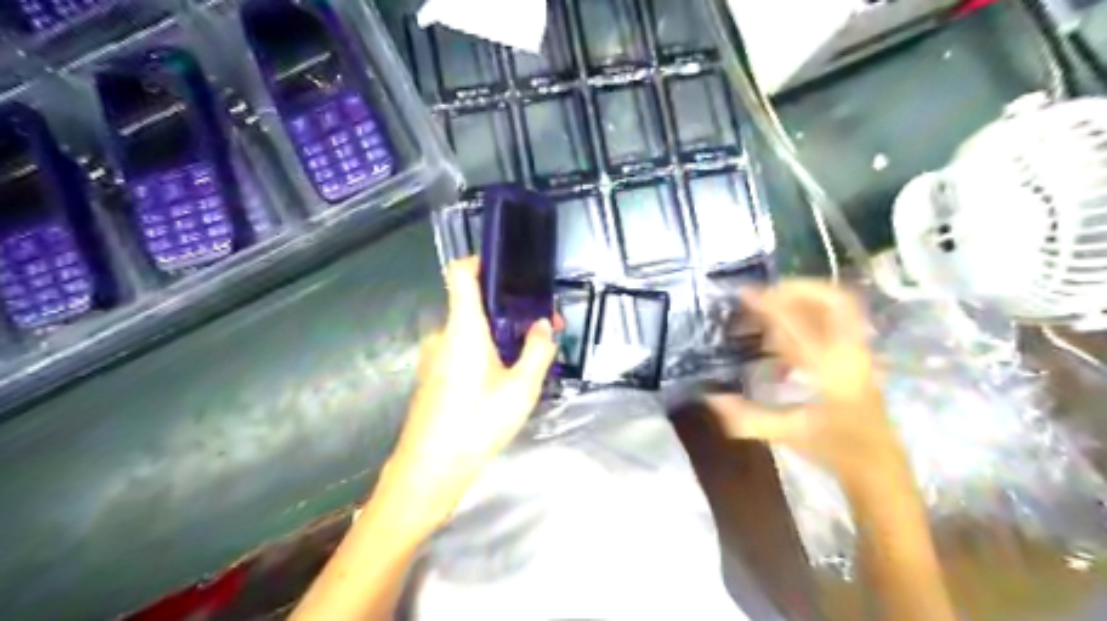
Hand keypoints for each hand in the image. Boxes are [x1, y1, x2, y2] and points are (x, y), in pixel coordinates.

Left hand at [381, 257, 557, 528]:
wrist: (429, 470)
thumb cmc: (475, 424)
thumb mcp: (521, 389)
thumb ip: (537, 351)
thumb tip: (543, 326)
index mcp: (463, 328)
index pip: (461, 274)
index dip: (480, 260)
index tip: (508, 267)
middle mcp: (444, 335)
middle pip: (475, 305)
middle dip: (510, 312)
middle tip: (542, 329)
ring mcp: (435, 357)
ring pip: (472, 332)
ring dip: (501, 337)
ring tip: (530, 358)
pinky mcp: (434, 377)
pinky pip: (463, 351)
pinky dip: (486, 354)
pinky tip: (506, 380)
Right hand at [710, 278, 896, 480]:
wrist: (879, 466)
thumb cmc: (835, 449)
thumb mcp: (788, 434)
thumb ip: (748, 417)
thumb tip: (711, 398)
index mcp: (831, 369)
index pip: (799, 325)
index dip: (770, 305)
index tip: (745, 294)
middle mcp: (849, 352)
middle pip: (835, 301)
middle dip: (799, 289)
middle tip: (767, 292)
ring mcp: (859, 352)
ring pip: (841, 308)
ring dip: (807, 298)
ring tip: (775, 303)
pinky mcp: (858, 357)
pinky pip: (839, 321)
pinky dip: (814, 314)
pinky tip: (789, 331)